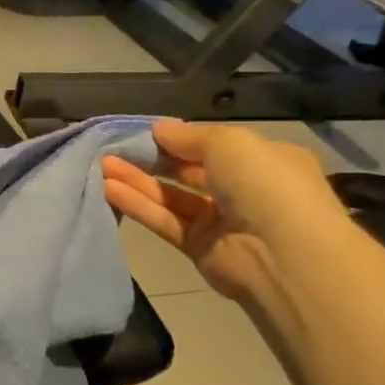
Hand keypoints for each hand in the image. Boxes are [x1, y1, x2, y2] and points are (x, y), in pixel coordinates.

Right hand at [102, 120, 347, 302]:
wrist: (283, 255)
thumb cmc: (265, 185)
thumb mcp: (229, 143)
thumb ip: (189, 136)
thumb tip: (160, 129)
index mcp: (263, 161)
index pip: (214, 146)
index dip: (179, 139)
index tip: (144, 132)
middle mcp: (243, 190)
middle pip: (188, 172)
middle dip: (152, 159)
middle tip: (114, 148)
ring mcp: (220, 221)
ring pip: (171, 196)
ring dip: (137, 180)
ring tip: (101, 165)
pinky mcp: (198, 247)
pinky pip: (164, 221)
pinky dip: (138, 205)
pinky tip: (108, 189)